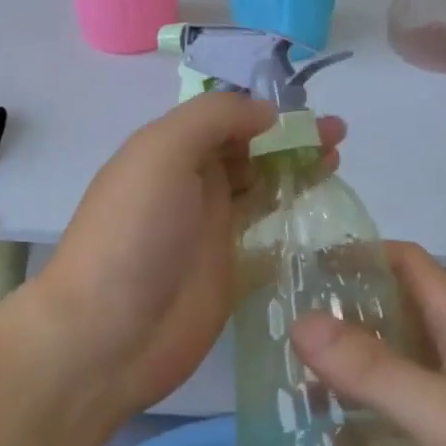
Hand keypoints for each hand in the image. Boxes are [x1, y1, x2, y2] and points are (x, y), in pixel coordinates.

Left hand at [26, 93, 344, 423]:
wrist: (108, 335)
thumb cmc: (132, 233)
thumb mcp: (161, 153)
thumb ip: (213, 119)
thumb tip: (265, 112)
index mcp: (170, 151)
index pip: (225, 117)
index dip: (266, 109)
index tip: (308, 112)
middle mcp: (192, 183)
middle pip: (249, 150)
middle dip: (290, 138)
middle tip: (338, 136)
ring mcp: (212, 228)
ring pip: (262, 187)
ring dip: (297, 171)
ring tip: (337, 161)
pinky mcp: (230, 270)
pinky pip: (268, 234)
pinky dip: (293, 218)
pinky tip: (324, 213)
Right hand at [290, 242, 445, 445]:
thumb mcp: (442, 411)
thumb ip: (372, 369)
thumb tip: (299, 323)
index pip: (405, 262)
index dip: (359, 254)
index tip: (303, 266)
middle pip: (393, 314)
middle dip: (342, 315)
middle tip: (281, 328)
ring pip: (395, 369)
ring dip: (350, 370)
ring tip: (293, 383)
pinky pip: (403, 420)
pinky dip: (368, 421)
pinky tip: (331, 443)